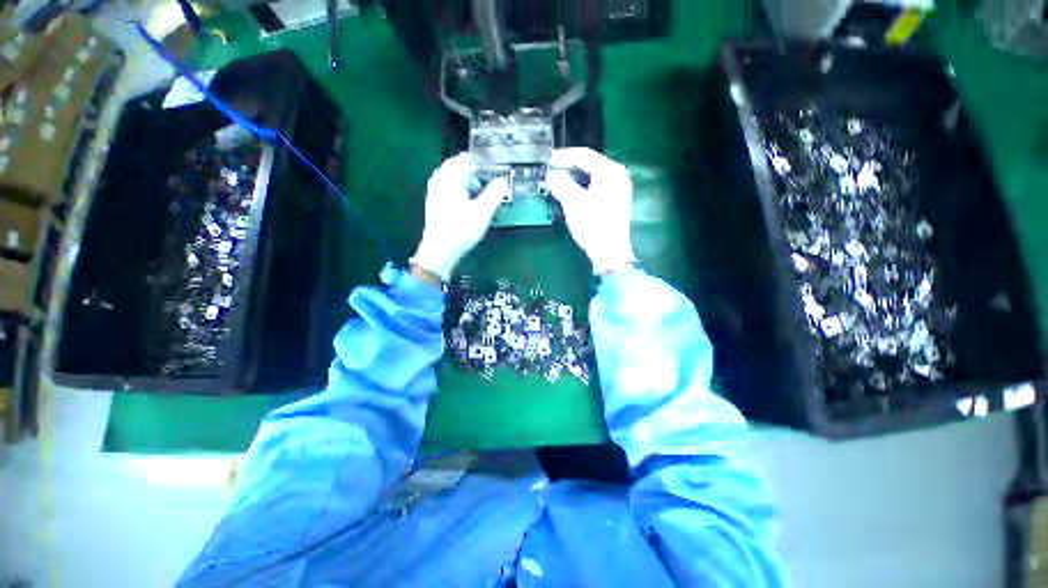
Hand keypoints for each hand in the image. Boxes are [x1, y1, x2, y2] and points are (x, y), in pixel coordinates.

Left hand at [410, 153, 509, 281]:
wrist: (440, 250)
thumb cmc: (462, 229)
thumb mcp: (483, 211)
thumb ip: (495, 193)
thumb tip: (504, 181)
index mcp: (451, 176)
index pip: (468, 158)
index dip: (484, 163)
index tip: (497, 172)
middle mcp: (440, 178)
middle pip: (460, 166)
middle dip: (476, 172)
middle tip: (490, 185)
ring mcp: (435, 189)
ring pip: (454, 177)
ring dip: (468, 181)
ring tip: (481, 195)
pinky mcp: (434, 201)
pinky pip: (449, 186)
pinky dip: (460, 189)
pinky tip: (468, 203)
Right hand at [546, 148, 636, 274]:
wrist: (609, 252)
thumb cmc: (593, 226)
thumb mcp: (573, 203)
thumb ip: (560, 184)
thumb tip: (550, 176)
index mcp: (610, 171)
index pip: (583, 155)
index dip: (562, 156)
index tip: (545, 160)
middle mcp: (616, 175)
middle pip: (587, 164)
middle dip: (565, 168)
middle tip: (547, 173)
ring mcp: (616, 188)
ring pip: (589, 176)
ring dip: (571, 178)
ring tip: (554, 183)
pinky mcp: (612, 201)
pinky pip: (593, 186)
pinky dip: (579, 187)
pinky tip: (567, 194)